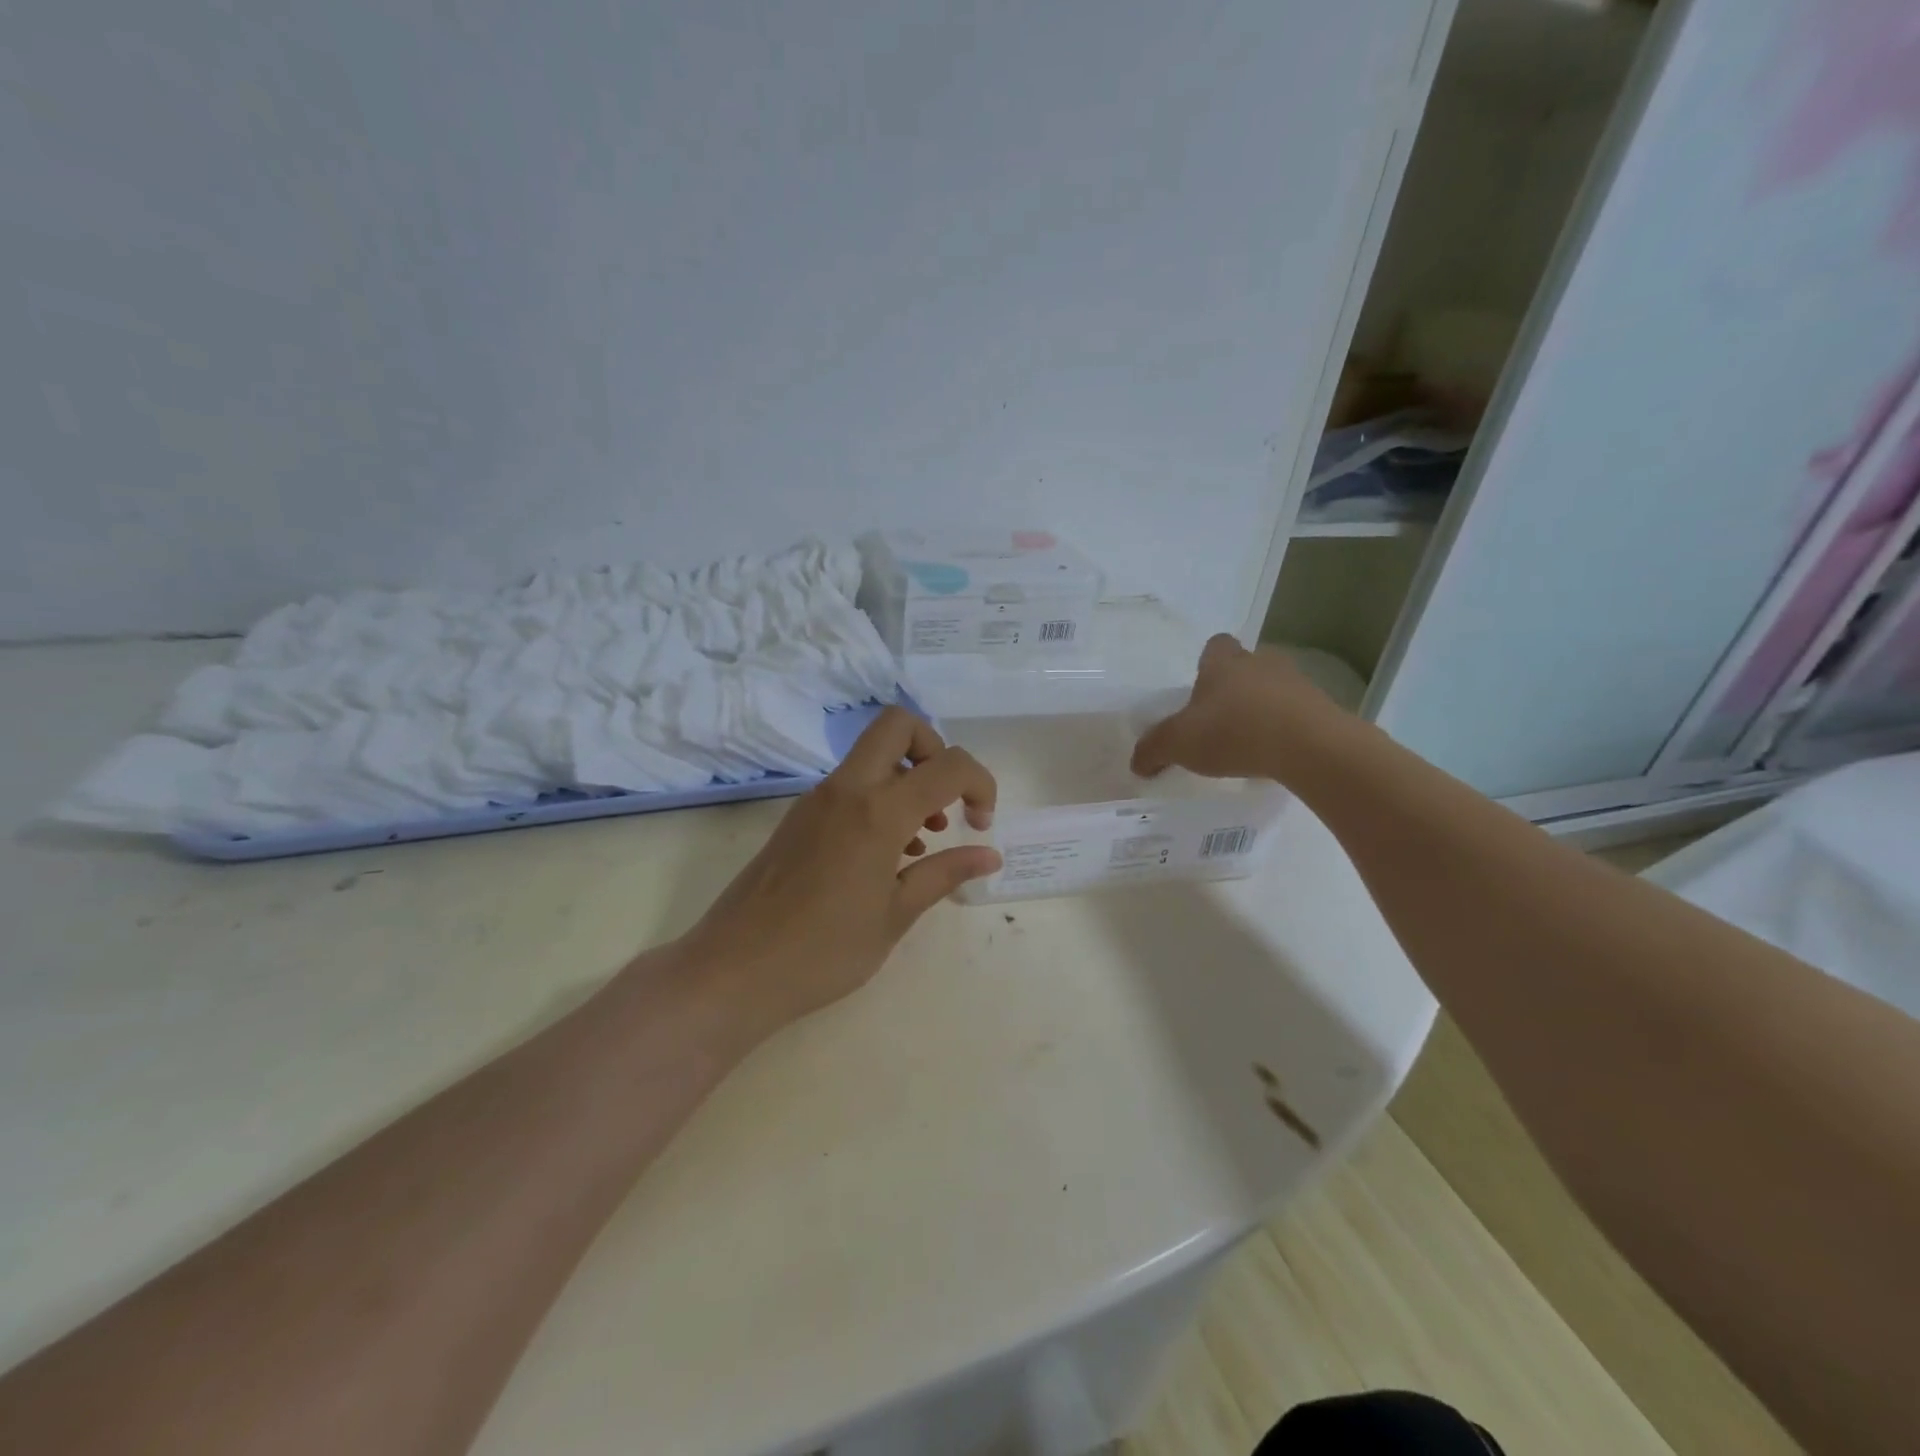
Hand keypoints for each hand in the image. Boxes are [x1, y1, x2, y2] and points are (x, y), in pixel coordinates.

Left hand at [674, 707, 999, 1043]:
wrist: (733, 971)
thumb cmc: (823, 952)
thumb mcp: (895, 916)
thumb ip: (945, 875)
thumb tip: (989, 855)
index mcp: (877, 812)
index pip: (948, 765)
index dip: (981, 784)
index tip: (982, 825)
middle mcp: (846, 790)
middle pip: (898, 725)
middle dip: (935, 750)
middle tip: (945, 802)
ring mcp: (816, 800)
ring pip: (872, 755)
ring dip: (907, 778)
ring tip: (923, 841)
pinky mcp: (799, 817)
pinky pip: (850, 785)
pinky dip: (880, 799)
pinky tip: (888, 856)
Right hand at [1131, 634, 1348, 781]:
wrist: (1309, 746)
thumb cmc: (1234, 731)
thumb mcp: (1178, 744)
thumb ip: (1153, 750)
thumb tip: (1137, 763)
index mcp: (1223, 663)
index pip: (1215, 645)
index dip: (1207, 663)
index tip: (1200, 688)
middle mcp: (1261, 663)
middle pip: (1245, 666)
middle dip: (1234, 688)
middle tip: (1220, 718)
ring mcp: (1297, 683)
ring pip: (1273, 689)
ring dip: (1262, 708)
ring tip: (1248, 741)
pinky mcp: (1322, 709)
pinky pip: (1296, 714)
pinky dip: (1285, 729)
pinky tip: (1274, 754)